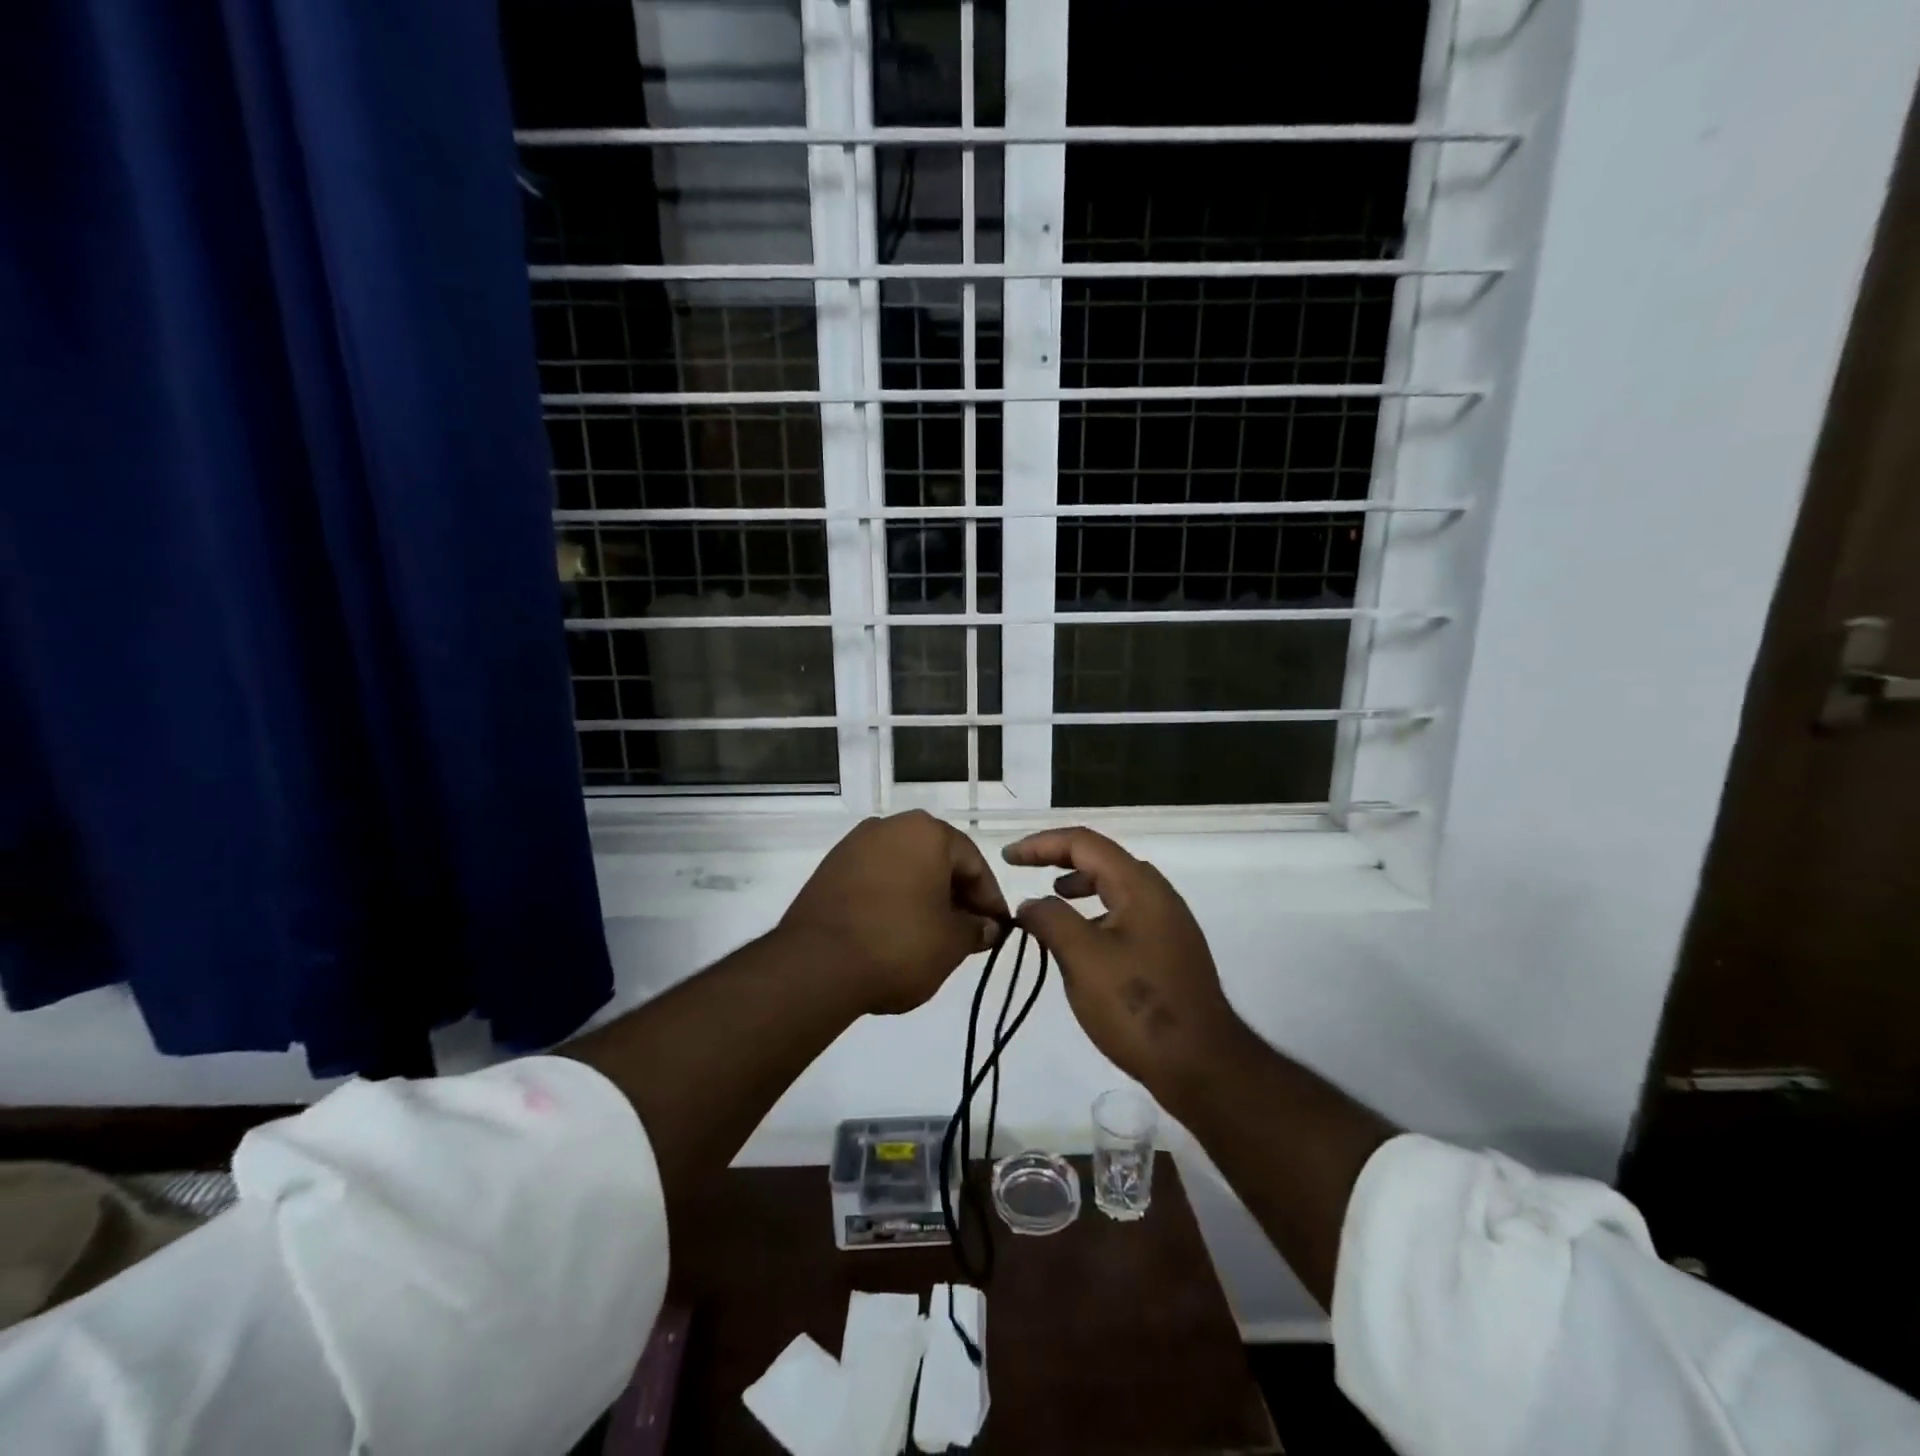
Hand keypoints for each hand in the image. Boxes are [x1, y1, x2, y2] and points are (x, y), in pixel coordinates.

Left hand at [781, 811, 1009, 1014]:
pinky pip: (875, 879)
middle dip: (956, 895)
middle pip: (937, 860)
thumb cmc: (898, 945)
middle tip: (968, 933)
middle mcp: (889, 826)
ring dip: (923, 896)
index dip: (990, 900)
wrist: (815, 965)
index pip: (973, 863)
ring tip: (932, 935)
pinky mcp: (829, 869)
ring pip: (905, 868)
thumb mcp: (951, 943)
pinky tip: (895, 930)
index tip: (998, 930)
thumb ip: (976, 929)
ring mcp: (854, 845)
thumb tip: (987, 926)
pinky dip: (892, 899)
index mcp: (926, 832)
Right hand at [1003, 827, 1239, 1092]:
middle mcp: (1158, 895)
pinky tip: (1082, 941)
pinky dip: (1096, 913)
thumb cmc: (1137, 1006)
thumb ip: (1051, 920)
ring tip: (1052, 901)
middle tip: (1026, 870)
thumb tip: (1030, 904)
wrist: (1202, 1065)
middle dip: (1060, 859)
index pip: (1084, 843)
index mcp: (1139, 886)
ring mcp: (1169, 923)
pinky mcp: (1170, 950)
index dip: (1042, 844)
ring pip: (1116, 886)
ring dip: (1079, 886)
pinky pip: (1126, 913)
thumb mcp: (1082, 959)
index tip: (1008, 857)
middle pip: (1103, 859)